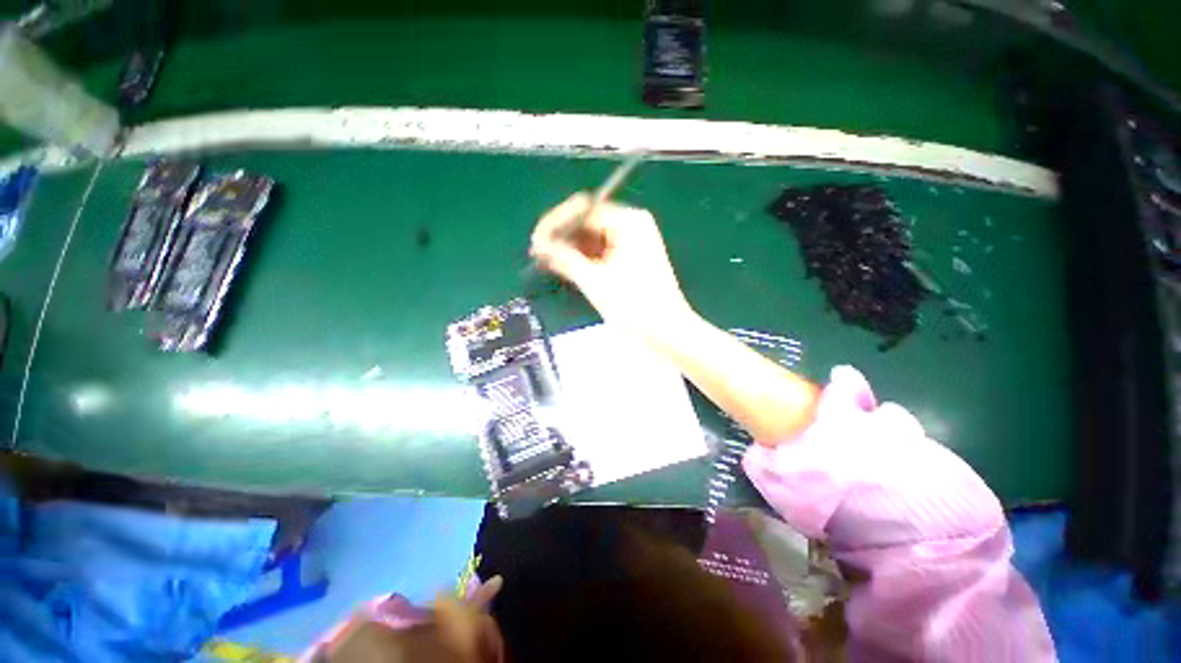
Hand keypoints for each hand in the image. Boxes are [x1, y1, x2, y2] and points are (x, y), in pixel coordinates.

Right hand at [530, 193, 693, 340]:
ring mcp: (632, 242)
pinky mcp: (630, 259)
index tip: (536, 241)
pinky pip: (600, 252)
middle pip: (587, 222)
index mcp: (628, 221)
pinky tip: (564, 267)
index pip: (583, 210)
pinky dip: (582, 259)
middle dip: (562, 236)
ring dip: (569, 248)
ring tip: (545, 261)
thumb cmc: (634, 306)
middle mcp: (631, 225)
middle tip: (537, 253)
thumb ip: (564, 258)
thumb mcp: (595, 281)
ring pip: (592, 238)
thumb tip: (540, 245)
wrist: (667, 332)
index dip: (556, 223)